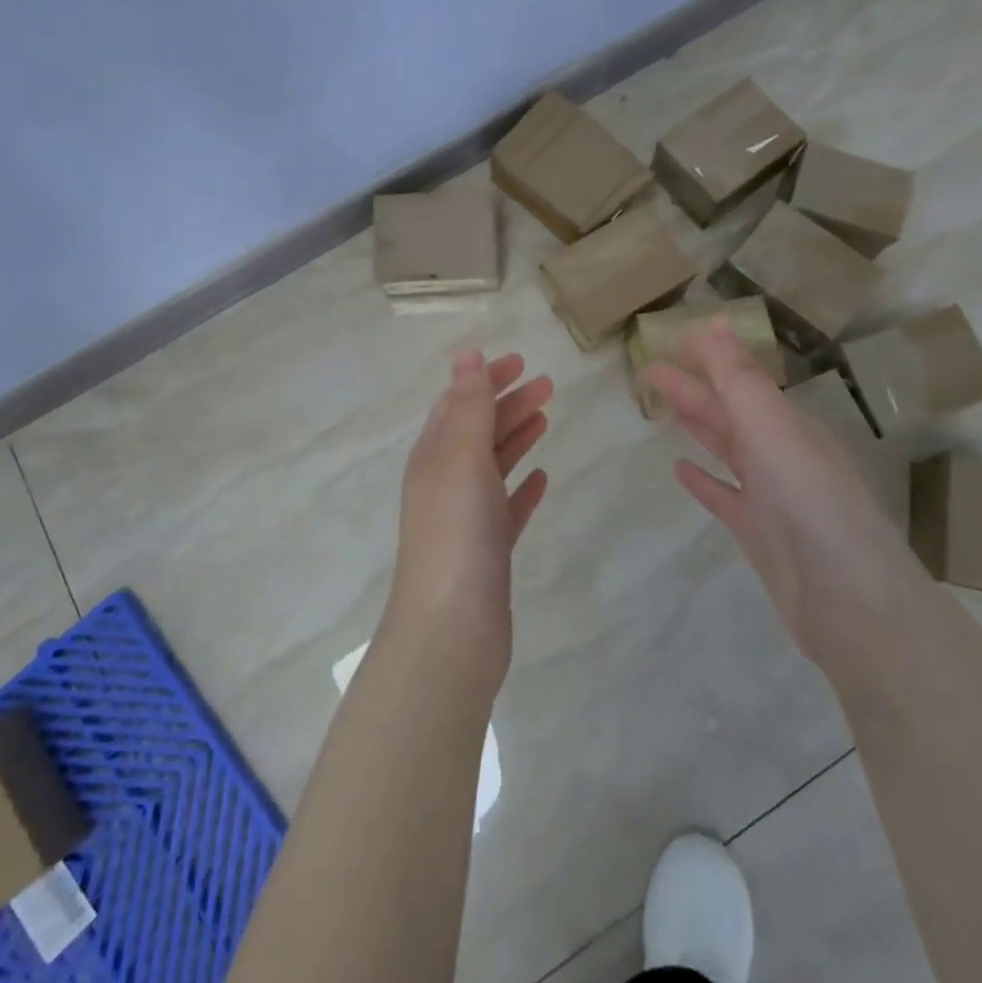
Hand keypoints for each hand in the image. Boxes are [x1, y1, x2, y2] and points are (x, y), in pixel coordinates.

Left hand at [383, 350, 551, 691]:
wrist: (451, 628)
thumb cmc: (456, 531)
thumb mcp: (462, 458)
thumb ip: (469, 406)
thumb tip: (467, 354)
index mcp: (433, 456)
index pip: (459, 403)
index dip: (486, 379)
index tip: (521, 360)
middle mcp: (445, 482)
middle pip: (478, 431)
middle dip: (508, 403)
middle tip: (548, 384)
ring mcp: (465, 518)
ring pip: (492, 466)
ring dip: (516, 438)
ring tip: (546, 417)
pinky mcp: (487, 551)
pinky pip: (506, 507)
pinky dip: (522, 488)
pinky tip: (542, 479)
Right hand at [642, 320, 919, 662]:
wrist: (845, 597)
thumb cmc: (807, 499)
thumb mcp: (771, 427)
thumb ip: (737, 378)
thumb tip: (713, 323)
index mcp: (788, 423)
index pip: (742, 378)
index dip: (709, 357)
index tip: (672, 338)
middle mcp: (781, 452)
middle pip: (728, 410)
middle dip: (691, 387)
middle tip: (648, 369)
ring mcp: (770, 494)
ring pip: (725, 447)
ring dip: (695, 423)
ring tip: (661, 404)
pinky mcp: (758, 531)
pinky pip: (724, 495)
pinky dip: (703, 479)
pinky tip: (679, 469)